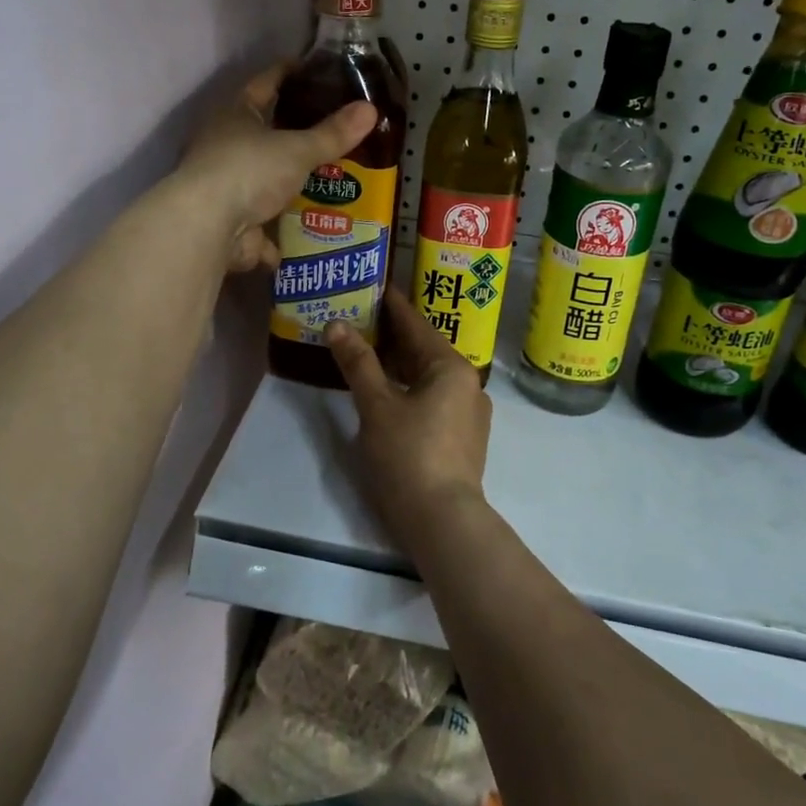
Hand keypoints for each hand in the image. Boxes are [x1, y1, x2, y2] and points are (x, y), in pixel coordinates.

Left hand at [178, 64, 375, 272]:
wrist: (207, 227)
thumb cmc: (248, 171)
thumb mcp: (297, 149)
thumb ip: (333, 134)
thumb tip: (370, 108)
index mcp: (235, 115)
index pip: (264, 84)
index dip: (287, 73)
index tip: (312, 68)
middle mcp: (224, 146)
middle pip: (264, 134)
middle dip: (295, 136)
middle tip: (334, 131)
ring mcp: (225, 187)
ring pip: (264, 182)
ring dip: (290, 186)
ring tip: (331, 184)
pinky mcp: (230, 223)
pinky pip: (262, 226)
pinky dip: (280, 233)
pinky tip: (308, 236)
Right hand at [325, 289, 492, 549]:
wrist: (442, 521)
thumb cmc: (408, 455)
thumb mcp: (377, 405)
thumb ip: (358, 363)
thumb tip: (337, 324)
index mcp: (452, 368)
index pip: (416, 325)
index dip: (393, 305)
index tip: (374, 284)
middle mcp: (467, 384)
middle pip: (424, 350)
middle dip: (392, 335)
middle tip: (360, 315)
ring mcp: (468, 413)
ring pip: (428, 377)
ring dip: (399, 364)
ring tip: (367, 350)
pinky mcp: (463, 438)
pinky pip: (433, 399)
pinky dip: (409, 388)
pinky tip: (387, 391)